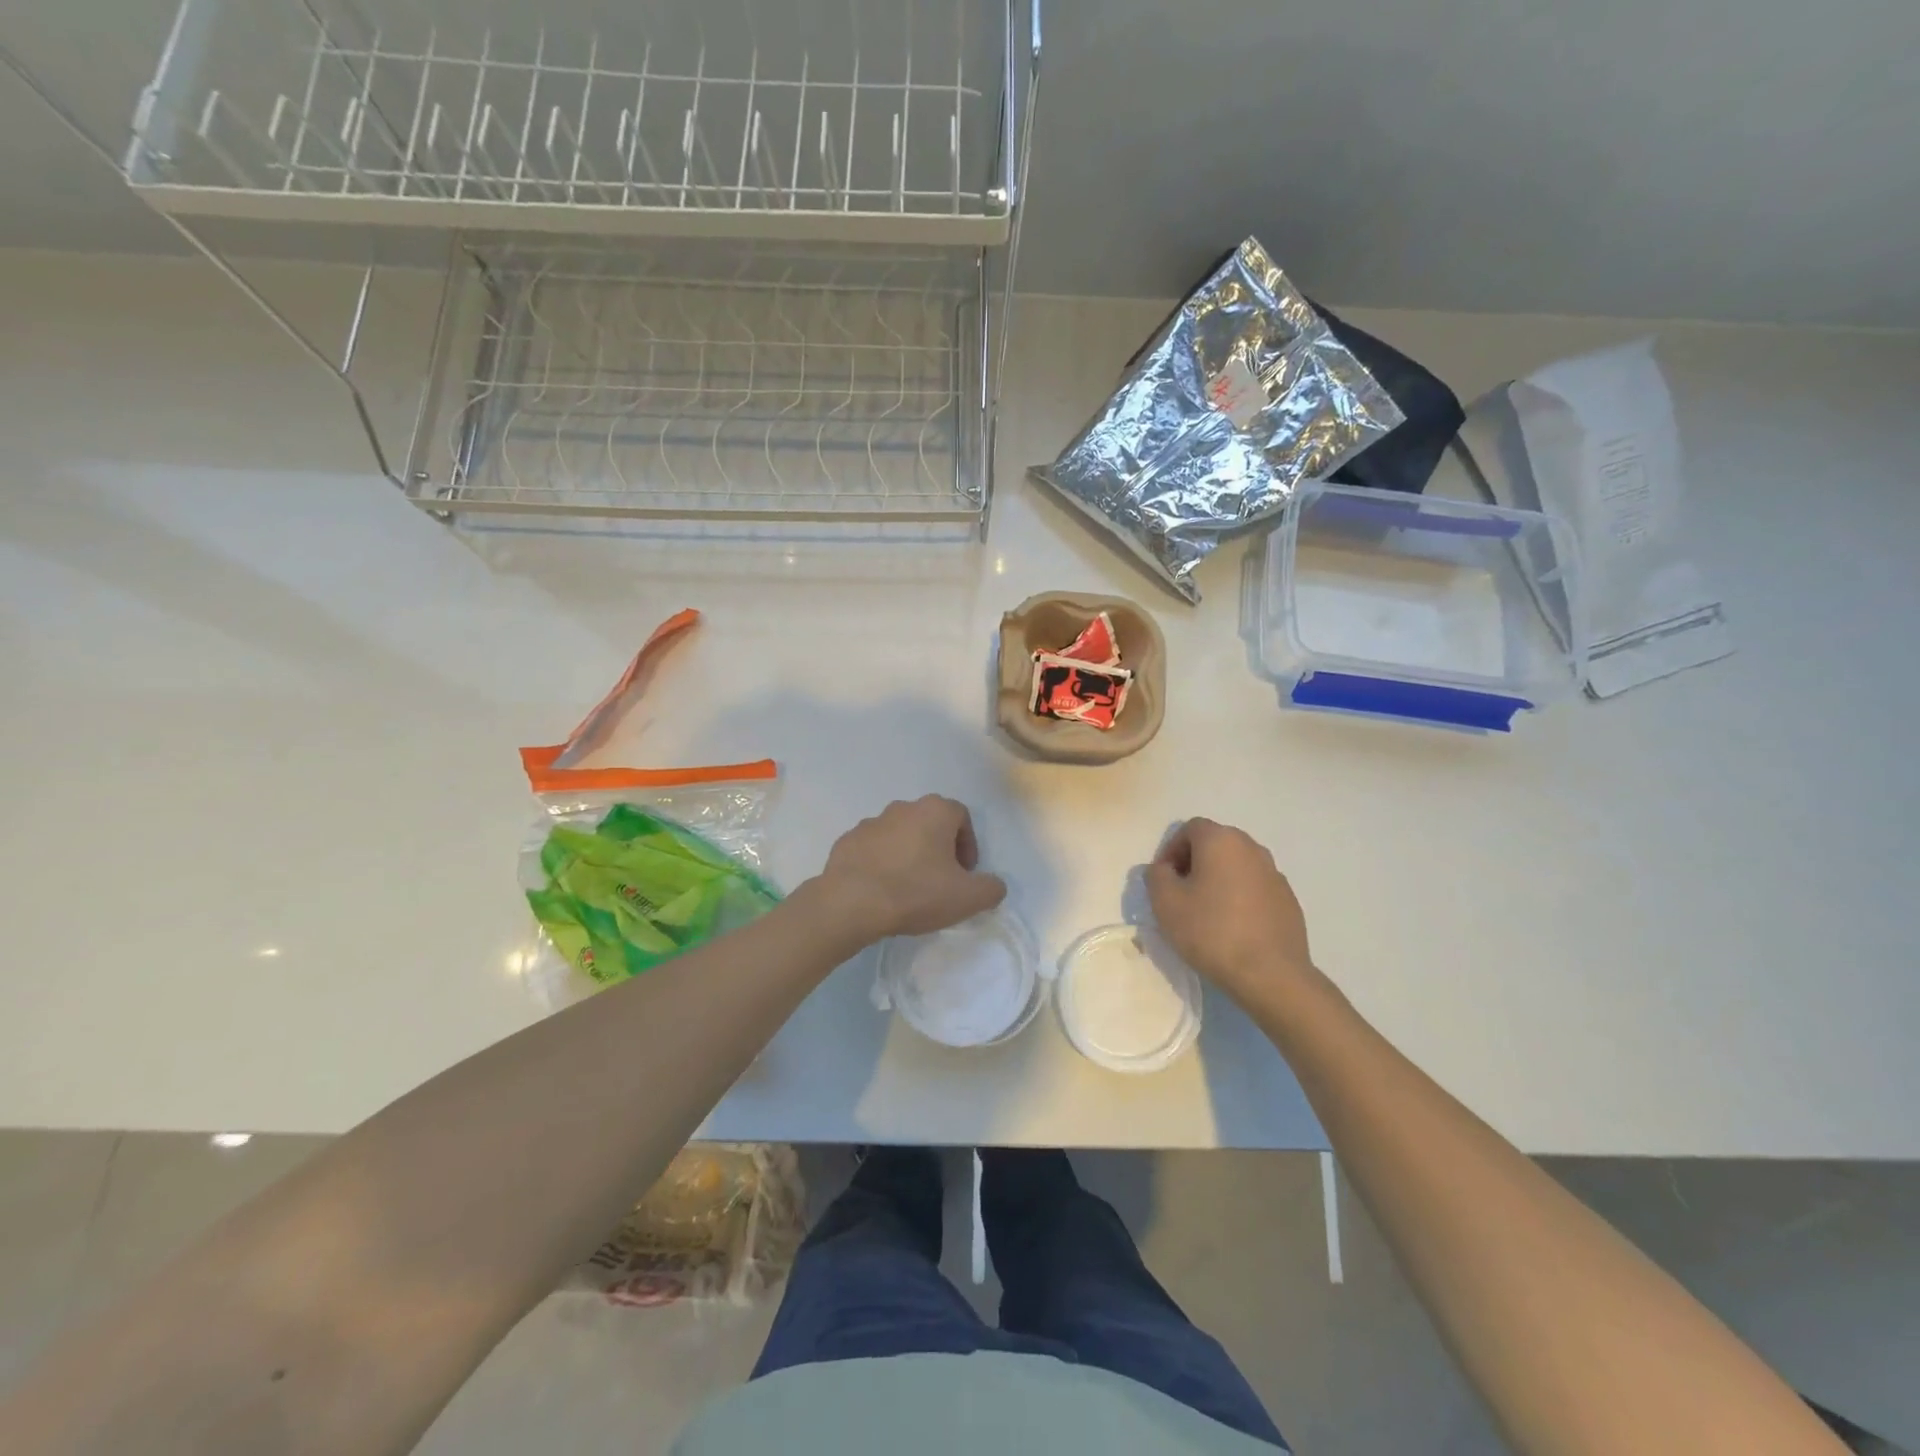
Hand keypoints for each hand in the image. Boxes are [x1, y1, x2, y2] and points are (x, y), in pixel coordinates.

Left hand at [813, 796, 1007, 944]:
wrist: (851, 903)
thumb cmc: (916, 892)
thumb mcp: (968, 898)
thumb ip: (991, 888)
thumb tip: (993, 885)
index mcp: (934, 811)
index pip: (962, 817)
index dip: (968, 845)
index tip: (965, 874)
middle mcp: (902, 808)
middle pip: (930, 823)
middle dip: (939, 848)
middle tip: (940, 881)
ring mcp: (870, 822)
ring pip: (900, 835)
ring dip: (908, 854)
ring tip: (908, 888)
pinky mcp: (847, 841)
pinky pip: (873, 849)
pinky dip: (881, 863)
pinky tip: (881, 890)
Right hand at [1146, 818, 1312, 999]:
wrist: (1270, 974)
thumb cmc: (1211, 931)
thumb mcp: (1165, 903)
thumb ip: (1156, 876)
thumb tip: (1164, 869)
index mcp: (1221, 840)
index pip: (1189, 829)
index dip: (1170, 850)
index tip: (1163, 879)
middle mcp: (1252, 848)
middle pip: (1215, 844)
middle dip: (1194, 863)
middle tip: (1180, 893)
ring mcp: (1274, 873)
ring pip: (1236, 866)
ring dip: (1218, 879)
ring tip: (1206, 912)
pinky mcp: (1288, 900)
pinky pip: (1255, 887)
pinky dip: (1239, 897)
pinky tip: (1232, 927)